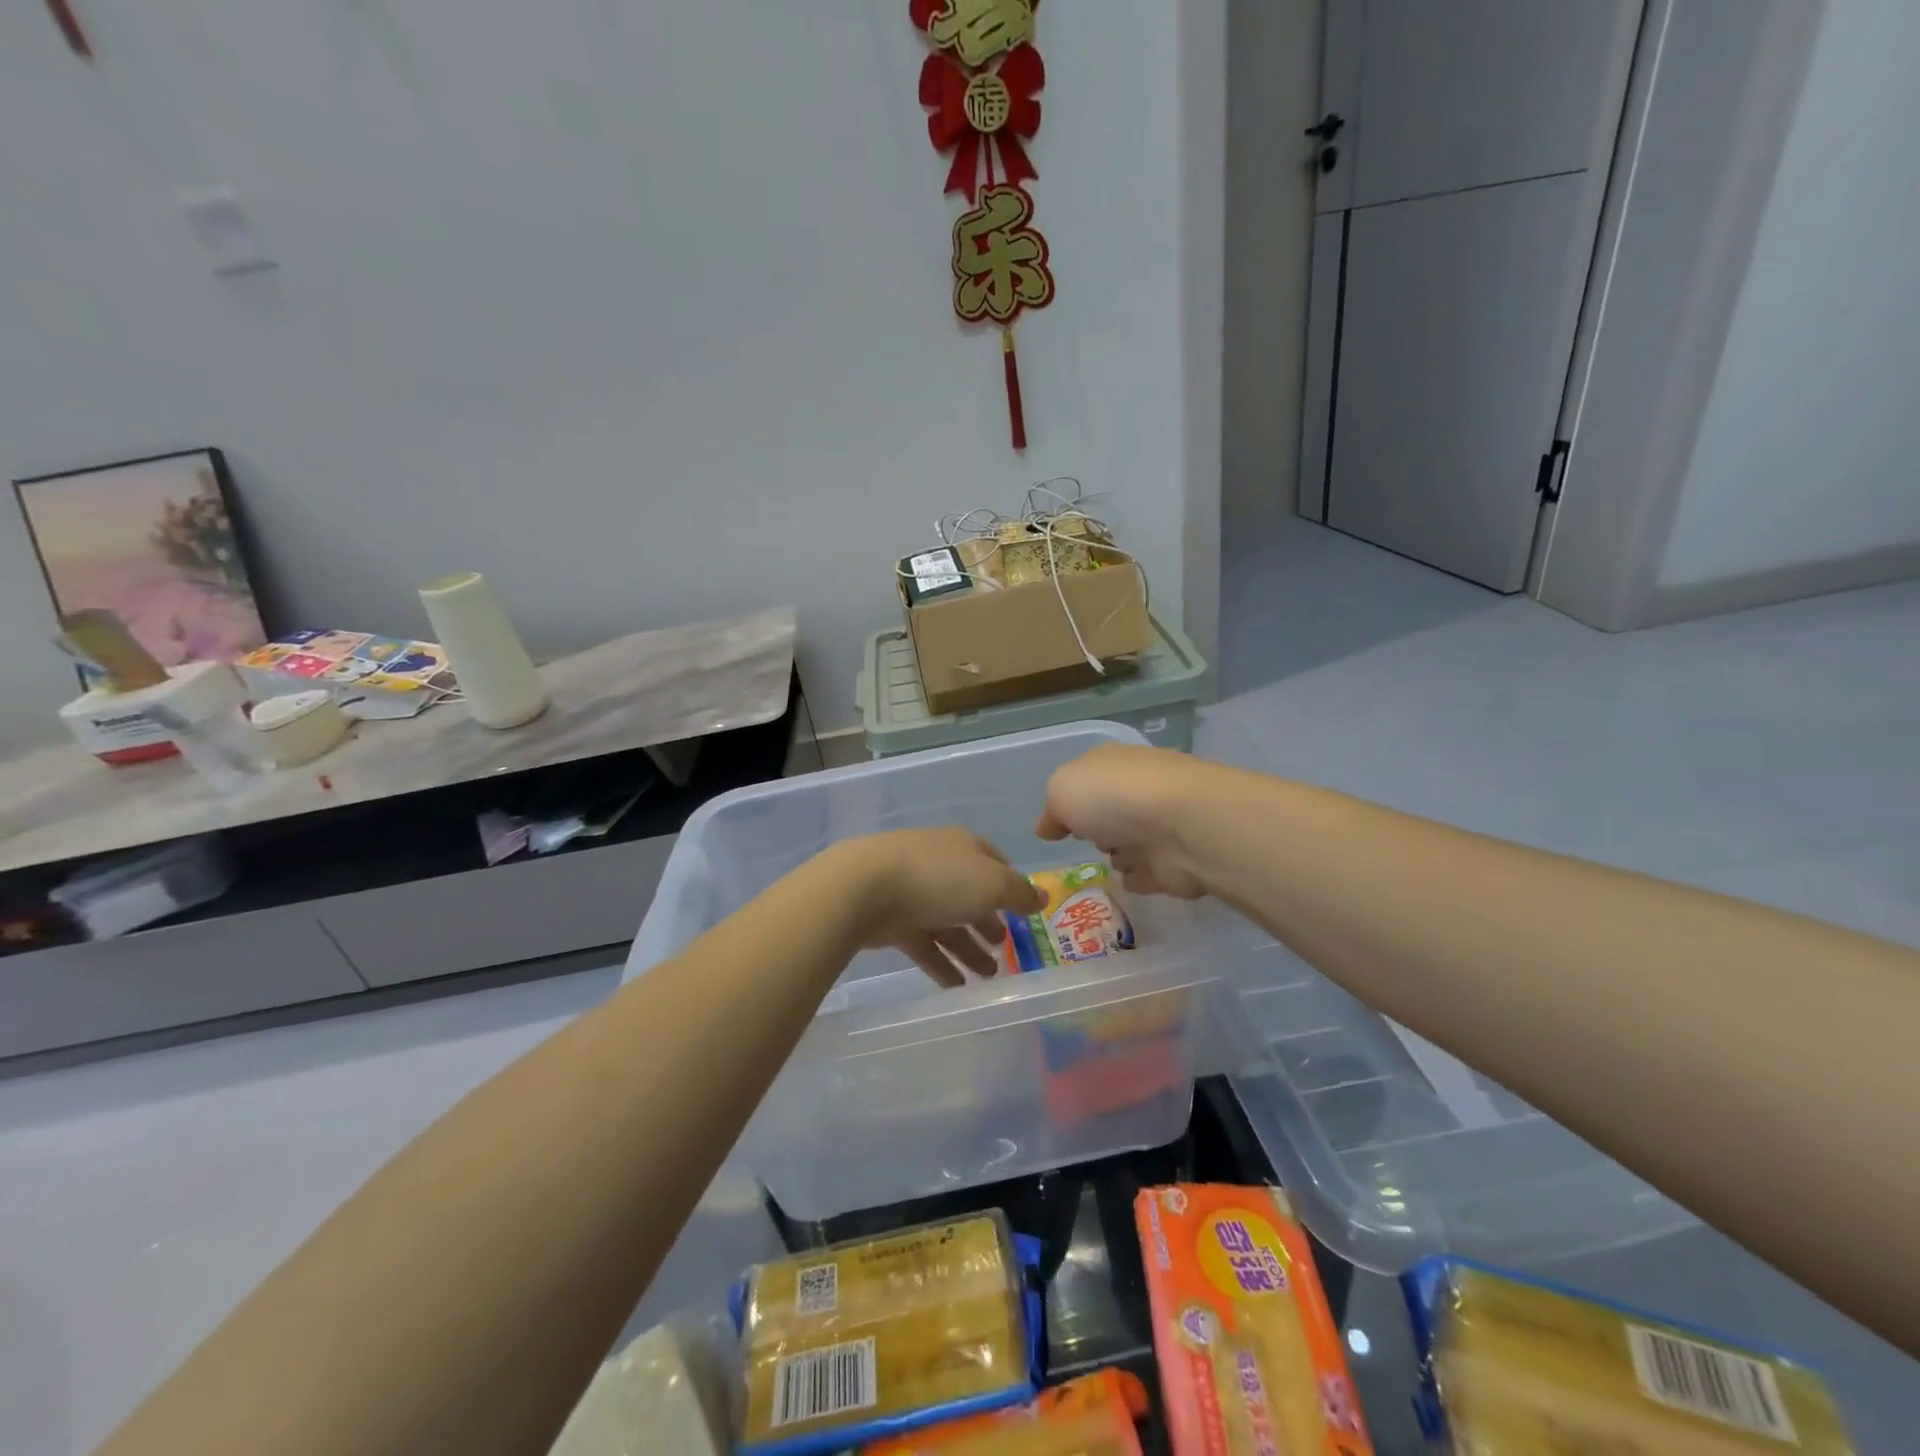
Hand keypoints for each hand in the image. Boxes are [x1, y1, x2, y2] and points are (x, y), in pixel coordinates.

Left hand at [825, 829, 1043, 987]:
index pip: (996, 863)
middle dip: (989, 923)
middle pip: (971, 896)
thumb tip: (1041, 897)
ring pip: (948, 923)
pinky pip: (924, 944)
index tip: (1025, 913)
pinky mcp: (893, 921)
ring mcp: (914, 892)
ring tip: (988, 977)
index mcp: (965, 848)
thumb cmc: (938, 878)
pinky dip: (941, 963)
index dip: (1012, 887)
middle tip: (1007, 950)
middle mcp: (940, 865)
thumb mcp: (992, 883)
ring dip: (969, 949)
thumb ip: (1019, 894)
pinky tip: (957, 986)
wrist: (864, 888)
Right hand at [1036, 744, 1214, 898]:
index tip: (1057, 825)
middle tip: (1083, 842)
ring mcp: (1162, 825)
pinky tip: (1129, 880)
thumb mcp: (1062, 789)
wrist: (1185, 827)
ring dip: (1119, 854)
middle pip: (1110, 812)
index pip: (1088, 779)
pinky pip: (1148, 873)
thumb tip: (1048, 827)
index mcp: (1112, 764)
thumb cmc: (1114, 798)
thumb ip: (1051, 809)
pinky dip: (1139, 877)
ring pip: (1130, 842)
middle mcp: (1139, 789)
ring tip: (1109, 862)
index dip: (1071, 800)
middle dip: (1097, 828)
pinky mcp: (1177, 861)